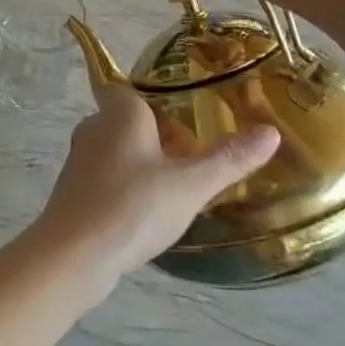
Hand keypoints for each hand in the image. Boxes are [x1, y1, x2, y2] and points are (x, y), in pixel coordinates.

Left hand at [32, 19, 279, 294]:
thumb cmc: (133, 207)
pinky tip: (145, 217)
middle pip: (131, 122)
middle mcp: (95, 125)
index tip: (186, 130)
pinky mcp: (73, 190)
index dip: (160, 106)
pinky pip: (107, 178)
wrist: (73, 255)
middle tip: (191, 167)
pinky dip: (126, 189)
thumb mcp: (190, 185)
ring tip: (174, 194)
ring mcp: (79, 158)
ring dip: (144, 166)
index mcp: (121, 111)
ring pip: (118, 151)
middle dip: (160, 140)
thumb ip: (229, 158)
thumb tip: (271, 132)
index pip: (136, 91)